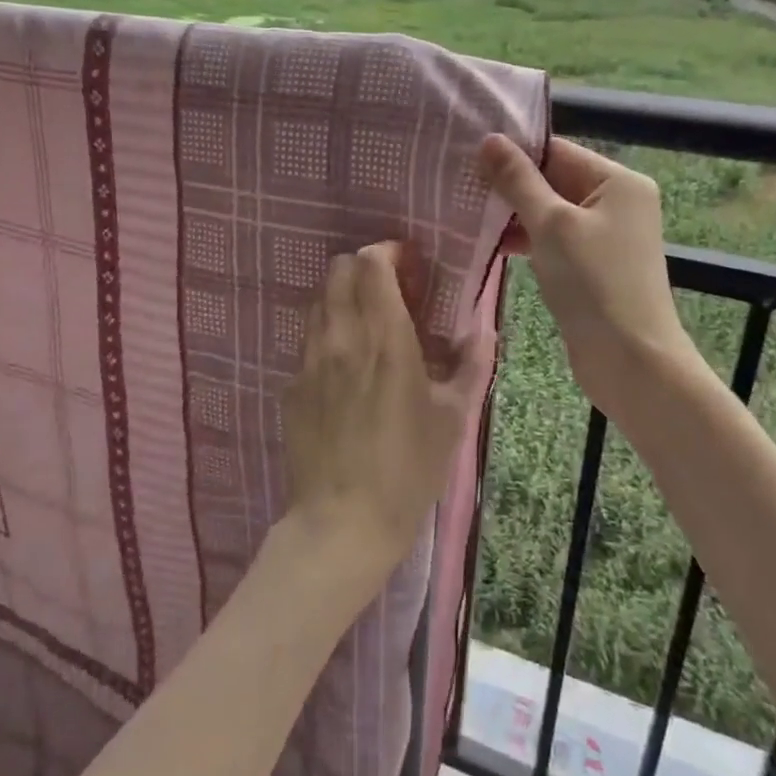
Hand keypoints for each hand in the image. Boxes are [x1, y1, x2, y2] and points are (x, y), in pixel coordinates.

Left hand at [282, 242, 490, 580]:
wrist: (342, 523)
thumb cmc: (408, 470)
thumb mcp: (453, 418)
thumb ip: (471, 365)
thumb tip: (483, 329)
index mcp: (385, 338)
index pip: (371, 264)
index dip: (389, 252)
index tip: (410, 265)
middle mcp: (341, 337)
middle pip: (338, 270)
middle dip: (364, 268)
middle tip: (392, 292)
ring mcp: (309, 360)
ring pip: (318, 300)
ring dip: (344, 297)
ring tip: (369, 325)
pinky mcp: (292, 385)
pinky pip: (309, 339)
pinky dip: (329, 333)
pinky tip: (347, 367)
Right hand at [480, 135, 688, 420]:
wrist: (630, 360)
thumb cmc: (593, 283)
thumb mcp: (551, 225)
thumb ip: (518, 181)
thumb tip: (490, 139)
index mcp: (618, 182)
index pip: (557, 152)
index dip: (514, 153)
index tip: (467, 155)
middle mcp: (618, 202)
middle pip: (555, 180)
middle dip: (511, 185)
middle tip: (460, 184)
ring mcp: (607, 237)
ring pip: (552, 213)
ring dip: (515, 215)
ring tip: (467, 212)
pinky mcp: (594, 267)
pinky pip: (556, 241)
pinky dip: (528, 241)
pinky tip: (492, 245)